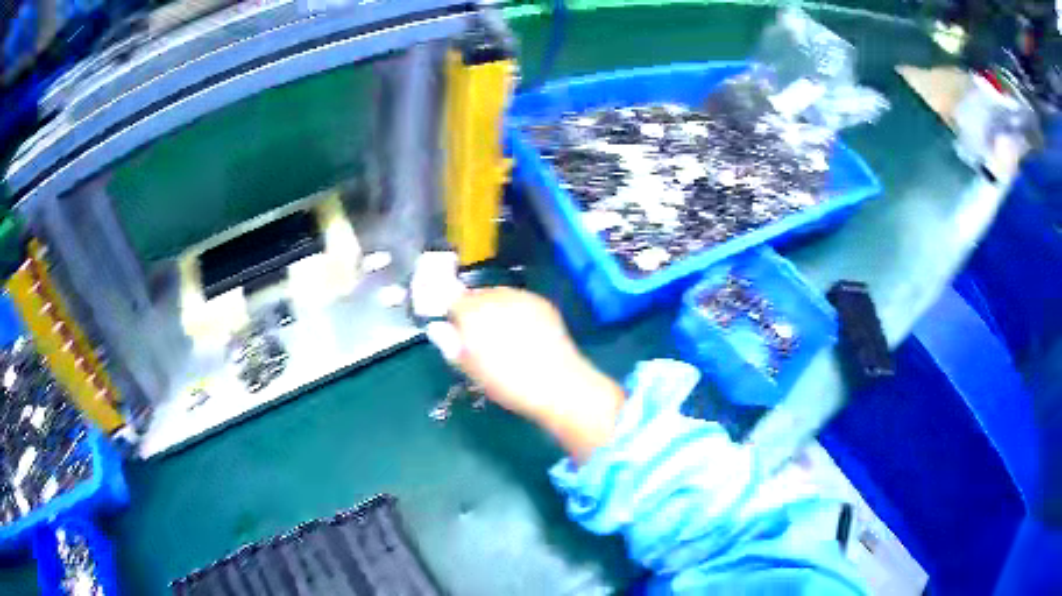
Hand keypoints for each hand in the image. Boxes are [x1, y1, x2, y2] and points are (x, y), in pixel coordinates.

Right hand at [449, 288, 624, 462]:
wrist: (557, 384)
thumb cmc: (508, 382)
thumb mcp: (471, 370)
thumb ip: (451, 345)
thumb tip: (438, 328)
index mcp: (472, 312)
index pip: (451, 300)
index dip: (452, 315)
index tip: (456, 333)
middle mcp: (496, 295)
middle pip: (476, 296)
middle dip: (474, 311)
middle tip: (480, 338)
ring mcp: (521, 296)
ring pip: (499, 295)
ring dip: (496, 309)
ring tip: (504, 336)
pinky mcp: (542, 302)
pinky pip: (520, 300)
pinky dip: (516, 311)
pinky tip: (524, 333)